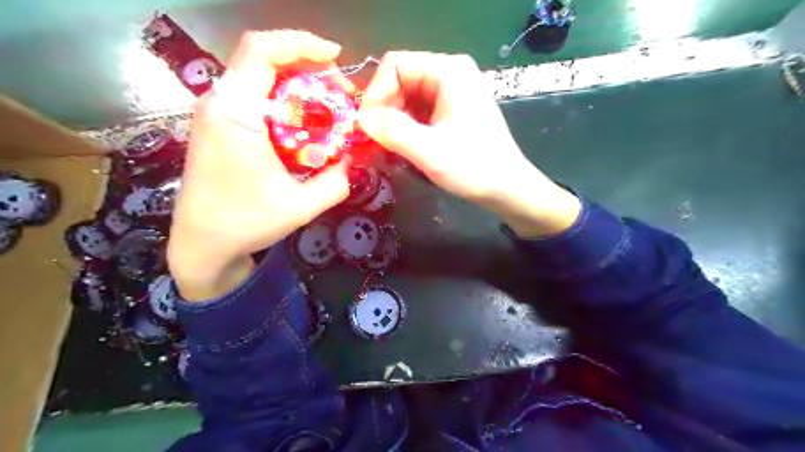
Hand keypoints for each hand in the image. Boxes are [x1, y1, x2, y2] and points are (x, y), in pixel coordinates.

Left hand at [170, 30, 348, 300]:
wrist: (202, 244)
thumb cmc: (246, 224)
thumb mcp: (302, 206)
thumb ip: (336, 181)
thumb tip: (353, 159)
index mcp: (236, 115)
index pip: (262, 51)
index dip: (301, 43)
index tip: (335, 58)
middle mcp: (219, 104)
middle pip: (264, 60)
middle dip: (308, 68)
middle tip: (340, 94)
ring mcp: (215, 113)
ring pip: (259, 77)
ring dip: (297, 85)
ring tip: (327, 109)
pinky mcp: (218, 125)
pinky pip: (254, 97)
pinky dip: (283, 101)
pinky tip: (303, 125)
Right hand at [359, 49, 578, 236]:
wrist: (506, 188)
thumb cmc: (473, 167)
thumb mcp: (429, 151)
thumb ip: (392, 131)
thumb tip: (361, 119)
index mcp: (448, 71)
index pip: (395, 65)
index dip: (375, 93)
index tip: (368, 125)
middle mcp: (451, 73)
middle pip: (401, 80)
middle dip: (385, 109)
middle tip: (377, 140)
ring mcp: (453, 91)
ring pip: (408, 96)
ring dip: (395, 120)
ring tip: (391, 147)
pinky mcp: (453, 108)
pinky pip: (420, 109)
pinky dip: (407, 126)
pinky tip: (406, 146)